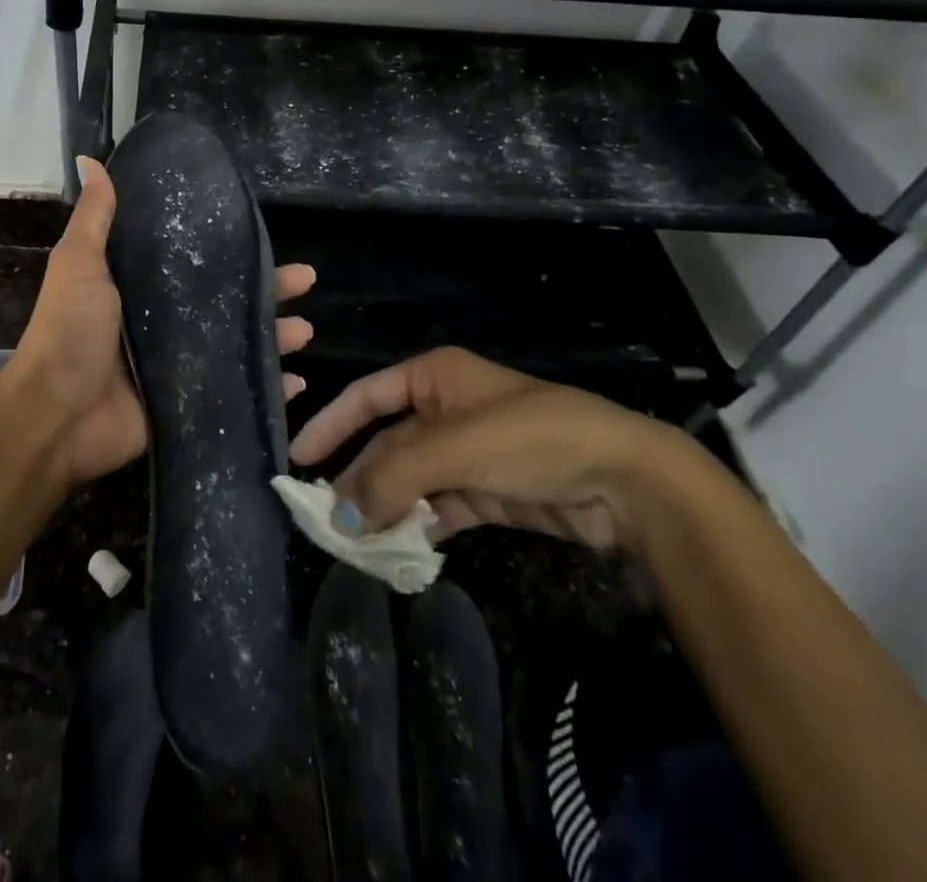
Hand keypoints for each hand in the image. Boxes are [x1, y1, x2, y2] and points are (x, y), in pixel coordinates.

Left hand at [8, 156, 316, 488]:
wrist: (57, 413)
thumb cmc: (70, 331)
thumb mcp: (79, 263)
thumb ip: (95, 217)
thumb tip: (91, 159)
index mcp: (139, 288)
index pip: (194, 262)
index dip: (230, 250)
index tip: (264, 235)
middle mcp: (162, 322)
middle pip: (225, 302)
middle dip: (267, 291)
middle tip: (307, 279)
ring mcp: (177, 364)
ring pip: (237, 344)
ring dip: (273, 336)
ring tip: (308, 329)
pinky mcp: (186, 402)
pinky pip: (234, 390)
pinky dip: (267, 387)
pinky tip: (297, 381)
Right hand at [288, 346, 686, 549]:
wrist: (627, 482)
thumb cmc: (531, 438)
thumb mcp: (455, 448)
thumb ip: (392, 476)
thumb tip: (340, 516)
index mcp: (434, 377)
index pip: (367, 396)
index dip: (331, 424)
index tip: (298, 457)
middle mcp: (446, 409)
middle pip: (387, 443)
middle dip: (359, 477)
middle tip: (325, 517)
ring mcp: (468, 453)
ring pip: (410, 479)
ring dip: (385, 507)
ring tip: (354, 541)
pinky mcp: (488, 493)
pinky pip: (437, 507)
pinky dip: (417, 525)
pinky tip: (396, 548)